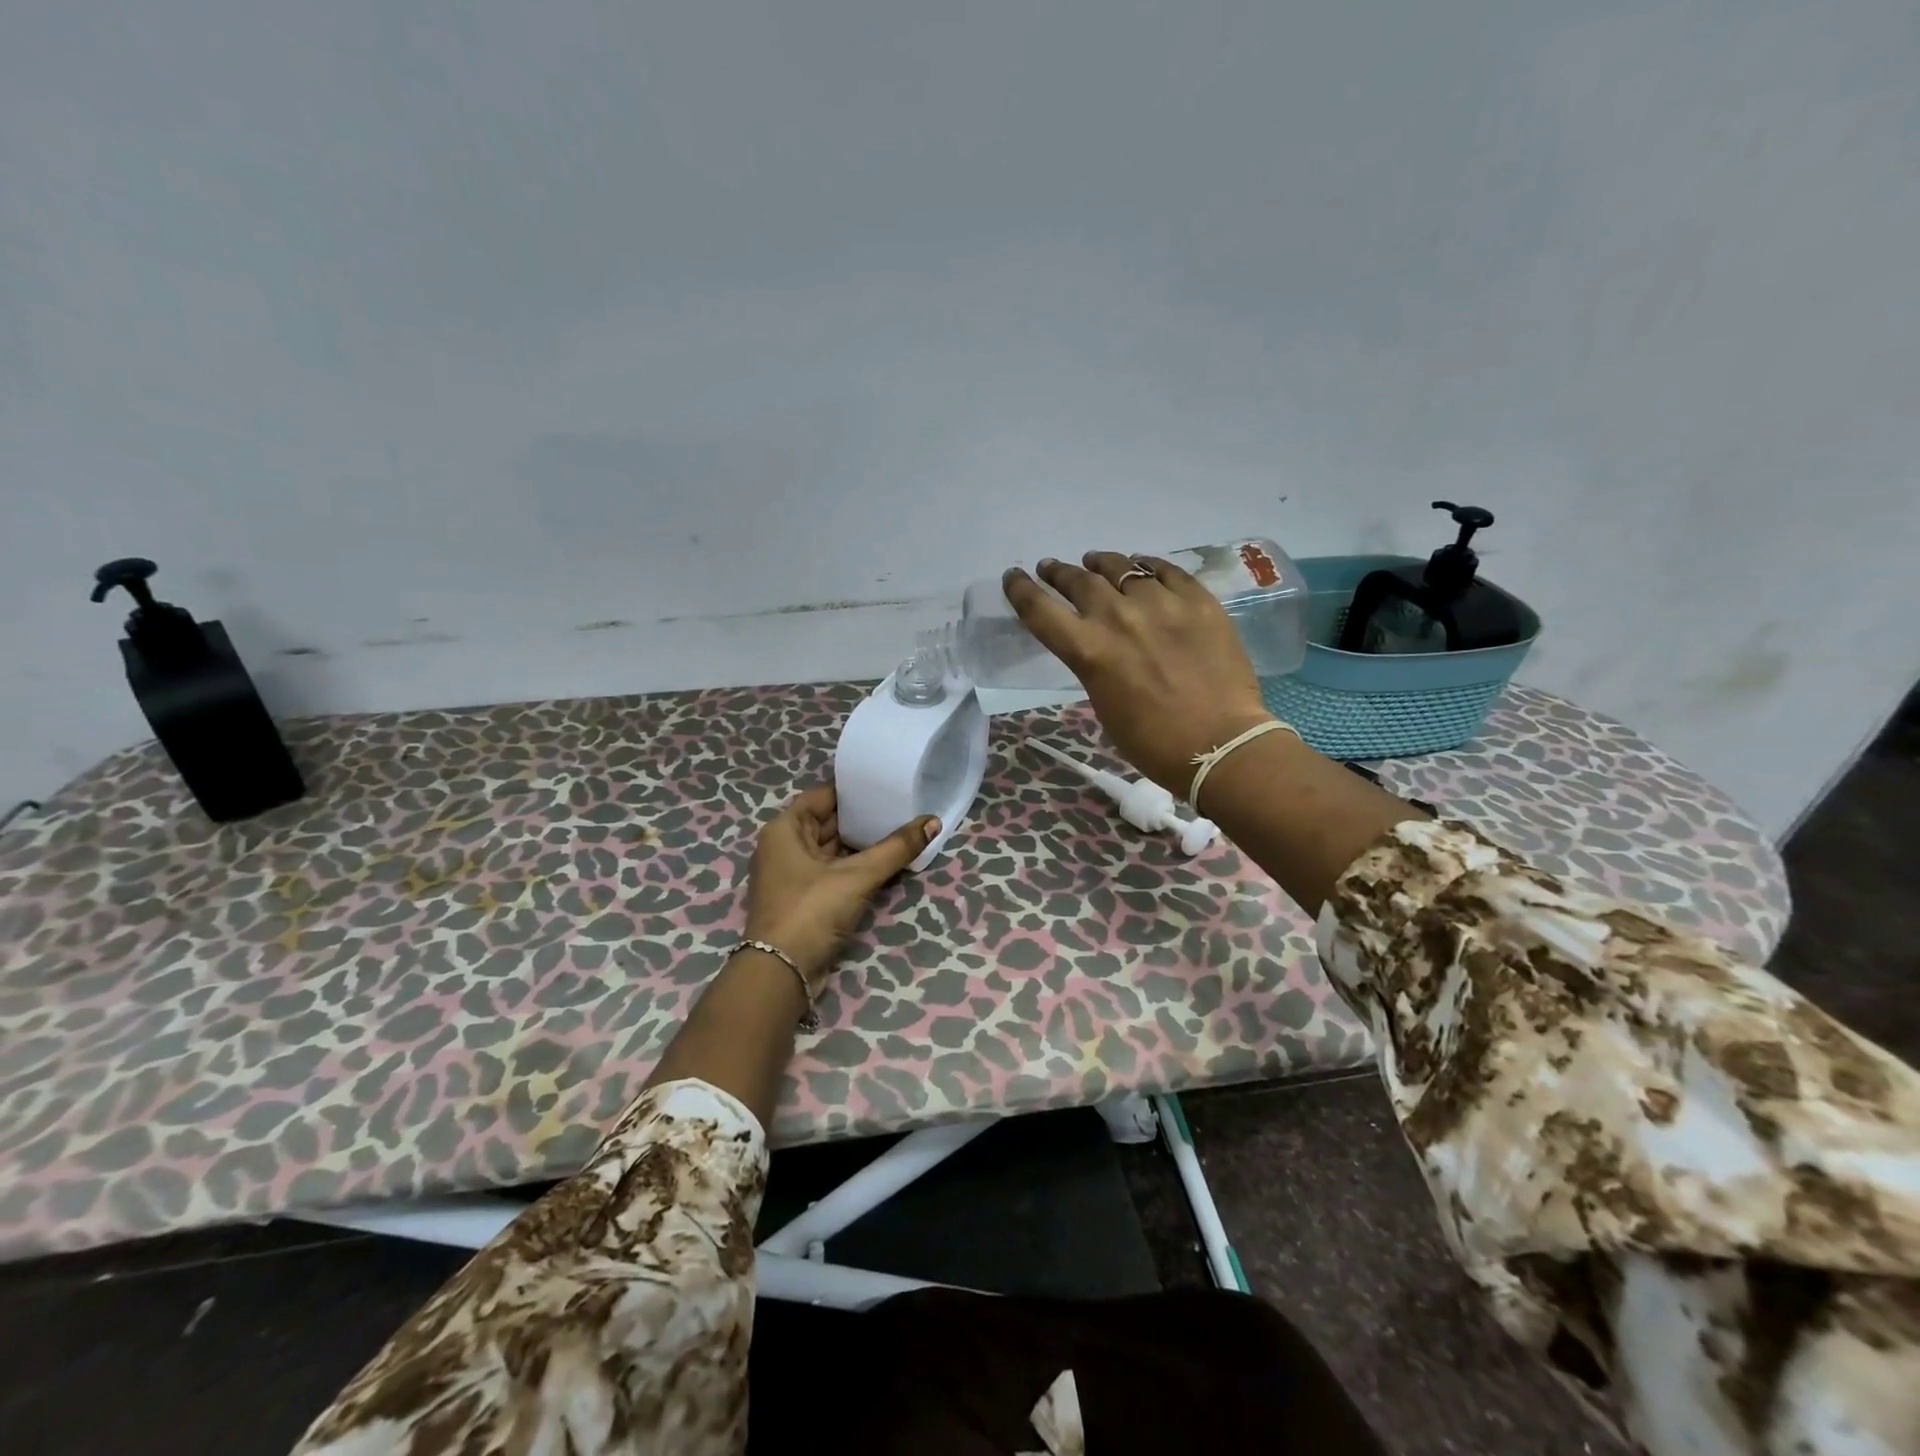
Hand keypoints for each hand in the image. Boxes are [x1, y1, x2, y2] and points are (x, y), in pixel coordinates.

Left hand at [744, 785, 939, 992]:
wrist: (782, 974)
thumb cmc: (812, 910)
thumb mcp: (857, 876)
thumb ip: (896, 848)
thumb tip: (934, 822)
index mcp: (785, 829)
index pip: (824, 795)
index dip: (855, 789)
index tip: (886, 784)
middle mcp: (784, 847)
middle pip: (829, 822)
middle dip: (863, 818)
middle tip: (901, 806)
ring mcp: (793, 875)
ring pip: (833, 850)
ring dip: (862, 845)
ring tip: (900, 831)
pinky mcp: (804, 899)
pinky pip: (834, 873)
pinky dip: (856, 868)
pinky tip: (886, 863)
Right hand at [1003, 551, 1271, 793]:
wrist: (1219, 744)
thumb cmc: (1152, 742)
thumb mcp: (1104, 704)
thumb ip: (1094, 665)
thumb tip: (1099, 645)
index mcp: (1088, 650)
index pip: (1040, 609)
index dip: (1021, 589)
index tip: (1014, 577)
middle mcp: (1118, 617)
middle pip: (1079, 581)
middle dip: (1059, 573)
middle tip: (1052, 568)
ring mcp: (1161, 603)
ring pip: (1123, 568)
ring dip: (1102, 563)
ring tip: (1096, 561)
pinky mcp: (1198, 601)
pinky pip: (1167, 571)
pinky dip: (1148, 566)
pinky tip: (1143, 566)